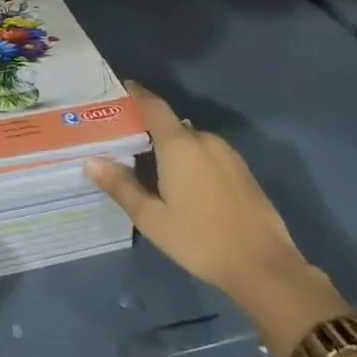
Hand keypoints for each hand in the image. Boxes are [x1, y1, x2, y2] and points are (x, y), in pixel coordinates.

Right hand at [87, 82, 346, 355]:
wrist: (265, 267)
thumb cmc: (200, 239)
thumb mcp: (152, 218)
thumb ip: (121, 186)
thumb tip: (91, 161)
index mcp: (180, 144)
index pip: (153, 105)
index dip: (136, 94)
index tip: (119, 89)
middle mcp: (204, 140)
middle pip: (171, 125)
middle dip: (149, 130)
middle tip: (126, 144)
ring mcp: (228, 155)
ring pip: (191, 142)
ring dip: (172, 149)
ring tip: (152, 168)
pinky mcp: (243, 172)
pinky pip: (208, 155)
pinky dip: (192, 161)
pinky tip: (184, 186)